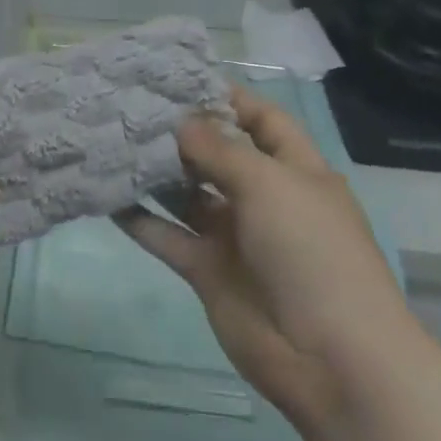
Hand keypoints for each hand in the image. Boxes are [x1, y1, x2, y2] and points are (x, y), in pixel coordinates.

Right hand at [116, 86, 404, 432]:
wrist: (331, 360)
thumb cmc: (310, 251)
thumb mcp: (269, 184)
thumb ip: (218, 149)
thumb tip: (181, 121)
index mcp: (294, 170)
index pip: (262, 120)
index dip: (228, 98)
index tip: (180, 80)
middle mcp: (264, 198)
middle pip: (218, 155)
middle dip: (182, 133)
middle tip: (132, 109)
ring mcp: (235, 236)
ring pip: (188, 195)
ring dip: (157, 174)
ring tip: (113, 144)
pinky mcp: (208, 271)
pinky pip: (169, 237)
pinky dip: (141, 220)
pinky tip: (109, 197)